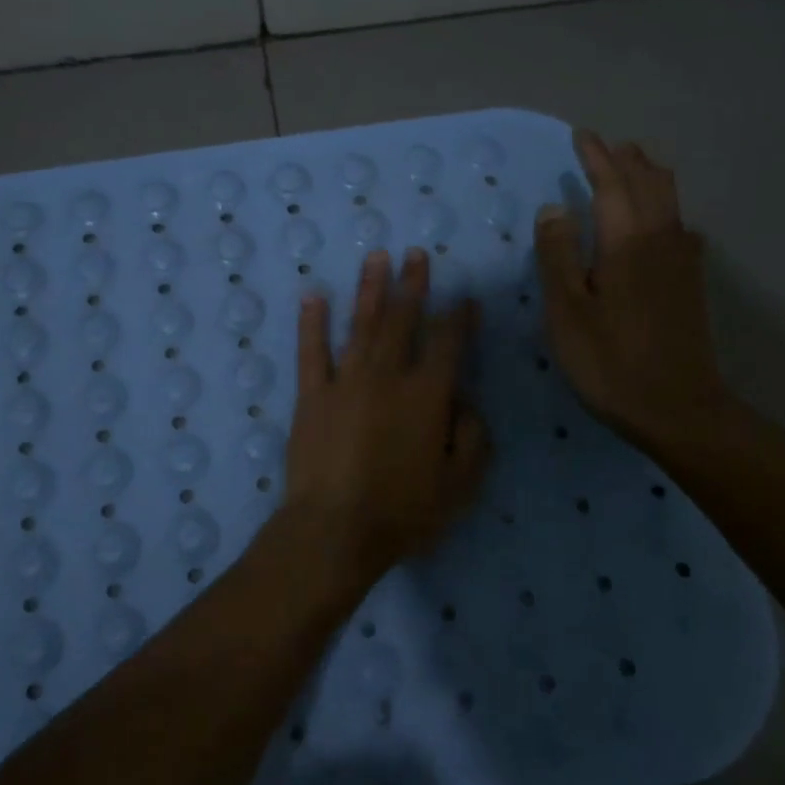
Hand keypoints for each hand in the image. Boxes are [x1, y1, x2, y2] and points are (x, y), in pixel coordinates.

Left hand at [286, 247, 490, 581]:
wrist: (335, 529)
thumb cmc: (403, 512)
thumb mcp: (460, 484)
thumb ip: (473, 438)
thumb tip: (466, 403)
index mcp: (427, 395)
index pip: (448, 343)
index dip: (459, 317)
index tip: (465, 298)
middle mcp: (387, 376)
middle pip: (403, 320)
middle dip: (413, 285)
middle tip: (416, 255)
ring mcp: (345, 382)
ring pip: (361, 325)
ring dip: (370, 289)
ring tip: (377, 258)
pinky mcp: (311, 396)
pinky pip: (311, 352)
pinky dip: (312, 322)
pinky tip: (314, 295)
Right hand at [535, 131, 731, 453]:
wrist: (677, 408)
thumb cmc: (609, 361)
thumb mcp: (567, 311)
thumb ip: (558, 255)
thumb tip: (555, 207)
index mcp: (626, 241)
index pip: (612, 183)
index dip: (595, 157)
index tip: (581, 136)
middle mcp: (661, 239)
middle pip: (649, 183)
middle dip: (627, 160)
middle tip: (607, 147)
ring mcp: (682, 261)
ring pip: (670, 201)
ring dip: (648, 178)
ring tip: (631, 169)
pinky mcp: (691, 283)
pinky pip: (680, 226)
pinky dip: (665, 209)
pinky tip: (661, 223)